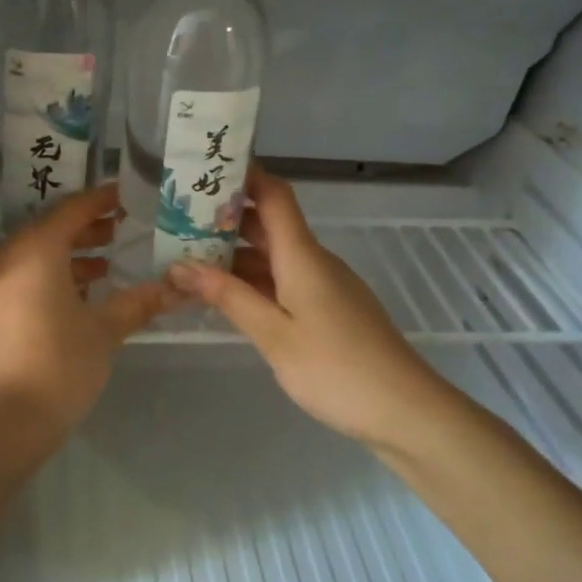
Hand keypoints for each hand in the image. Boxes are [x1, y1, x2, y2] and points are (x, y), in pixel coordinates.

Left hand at [0, 183, 178, 431]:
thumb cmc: (57, 364)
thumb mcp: (104, 331)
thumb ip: (138, 303)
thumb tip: (177, 288)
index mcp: (36, 249)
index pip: (73, 209)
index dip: (101, 200)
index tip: (126, 196)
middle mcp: (5, 258)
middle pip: (49, 232)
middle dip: (86, 231)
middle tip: (119, 232)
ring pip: (31, 259)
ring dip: (66, 260)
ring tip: (103, 270)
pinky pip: (17, 282)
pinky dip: (45, 282)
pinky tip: (71, 303)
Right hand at [167, 168, 448, 449]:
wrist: (404, 410)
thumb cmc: (335, 369)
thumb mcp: (273, 334)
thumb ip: (229, 297)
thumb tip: (181, 265)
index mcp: (303, 256)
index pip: (273, 196)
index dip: (243, 176)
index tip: (204, 171)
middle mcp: (315, 261)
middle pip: (269, 225)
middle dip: (225, 220)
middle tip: (177, 224)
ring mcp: (325, 286)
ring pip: (274, 257)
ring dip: (235, 256)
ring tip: (189, 261)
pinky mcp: (330, 310)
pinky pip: (285, 281)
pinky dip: (254, 282)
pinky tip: (227, 298)